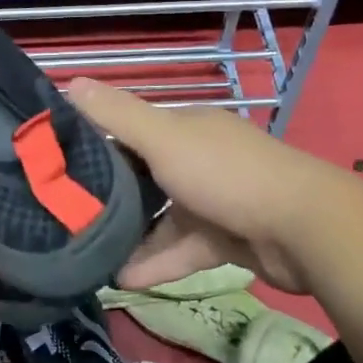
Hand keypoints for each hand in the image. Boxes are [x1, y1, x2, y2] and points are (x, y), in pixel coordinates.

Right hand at [70, 79, 343, 294]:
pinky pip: (182, 249)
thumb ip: (118, 115)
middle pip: (146, 176)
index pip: (133, 131)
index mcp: (187, 128)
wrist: (301, 229)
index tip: (60, 165)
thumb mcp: (164, 139)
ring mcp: (215, 200)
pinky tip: (124, 280)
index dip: (98, 144)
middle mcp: (200, 158)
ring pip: (163, 217)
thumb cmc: (225, 174)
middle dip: (112, 197)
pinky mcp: (226, 239)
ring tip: (91, 256)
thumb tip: (69, 82)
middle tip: (71, 218)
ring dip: (132, 237)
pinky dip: (157, 262)